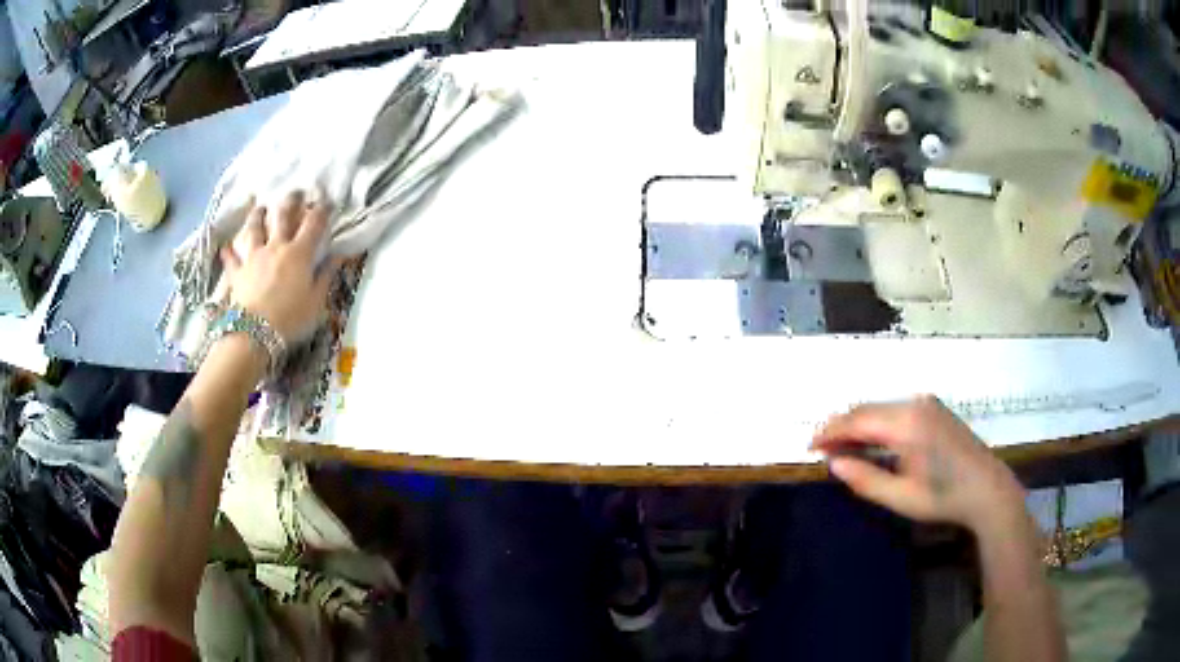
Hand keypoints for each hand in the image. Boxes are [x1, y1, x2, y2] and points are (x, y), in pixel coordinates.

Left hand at [219, 191, 341, 344]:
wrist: (255, 333)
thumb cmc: (291, 318)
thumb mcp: (316, 301)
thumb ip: (326, 275)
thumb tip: (338, 255)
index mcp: (299, 253)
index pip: (314, 224)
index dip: (322, 210)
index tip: (327, 201)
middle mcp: (276, 247)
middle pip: (283, 216)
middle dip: (291, 201)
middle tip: (295, 192)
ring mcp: (254, 257)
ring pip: (255, 229)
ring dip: (257, 216)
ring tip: (260, 207)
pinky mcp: (238, 272)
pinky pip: (231, 258)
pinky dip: (228, 252)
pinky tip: (225, 246)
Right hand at [811, 396, 1024, 532]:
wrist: (987, 489)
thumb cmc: (943, 497)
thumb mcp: (901, 497)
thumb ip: (865, 478)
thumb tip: (833, 463)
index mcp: (907, 423)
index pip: (857, 419)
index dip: (830, 431)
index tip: (809, 446)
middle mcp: (915, 404)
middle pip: (867, 409)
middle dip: (841, 426)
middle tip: (822, 449)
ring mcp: (927, 404)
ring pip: (881, 408)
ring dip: (859, 425)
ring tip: (842, 448)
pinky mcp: (934, 409)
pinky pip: (896, 410)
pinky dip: (877, 424)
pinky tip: (872, 442)